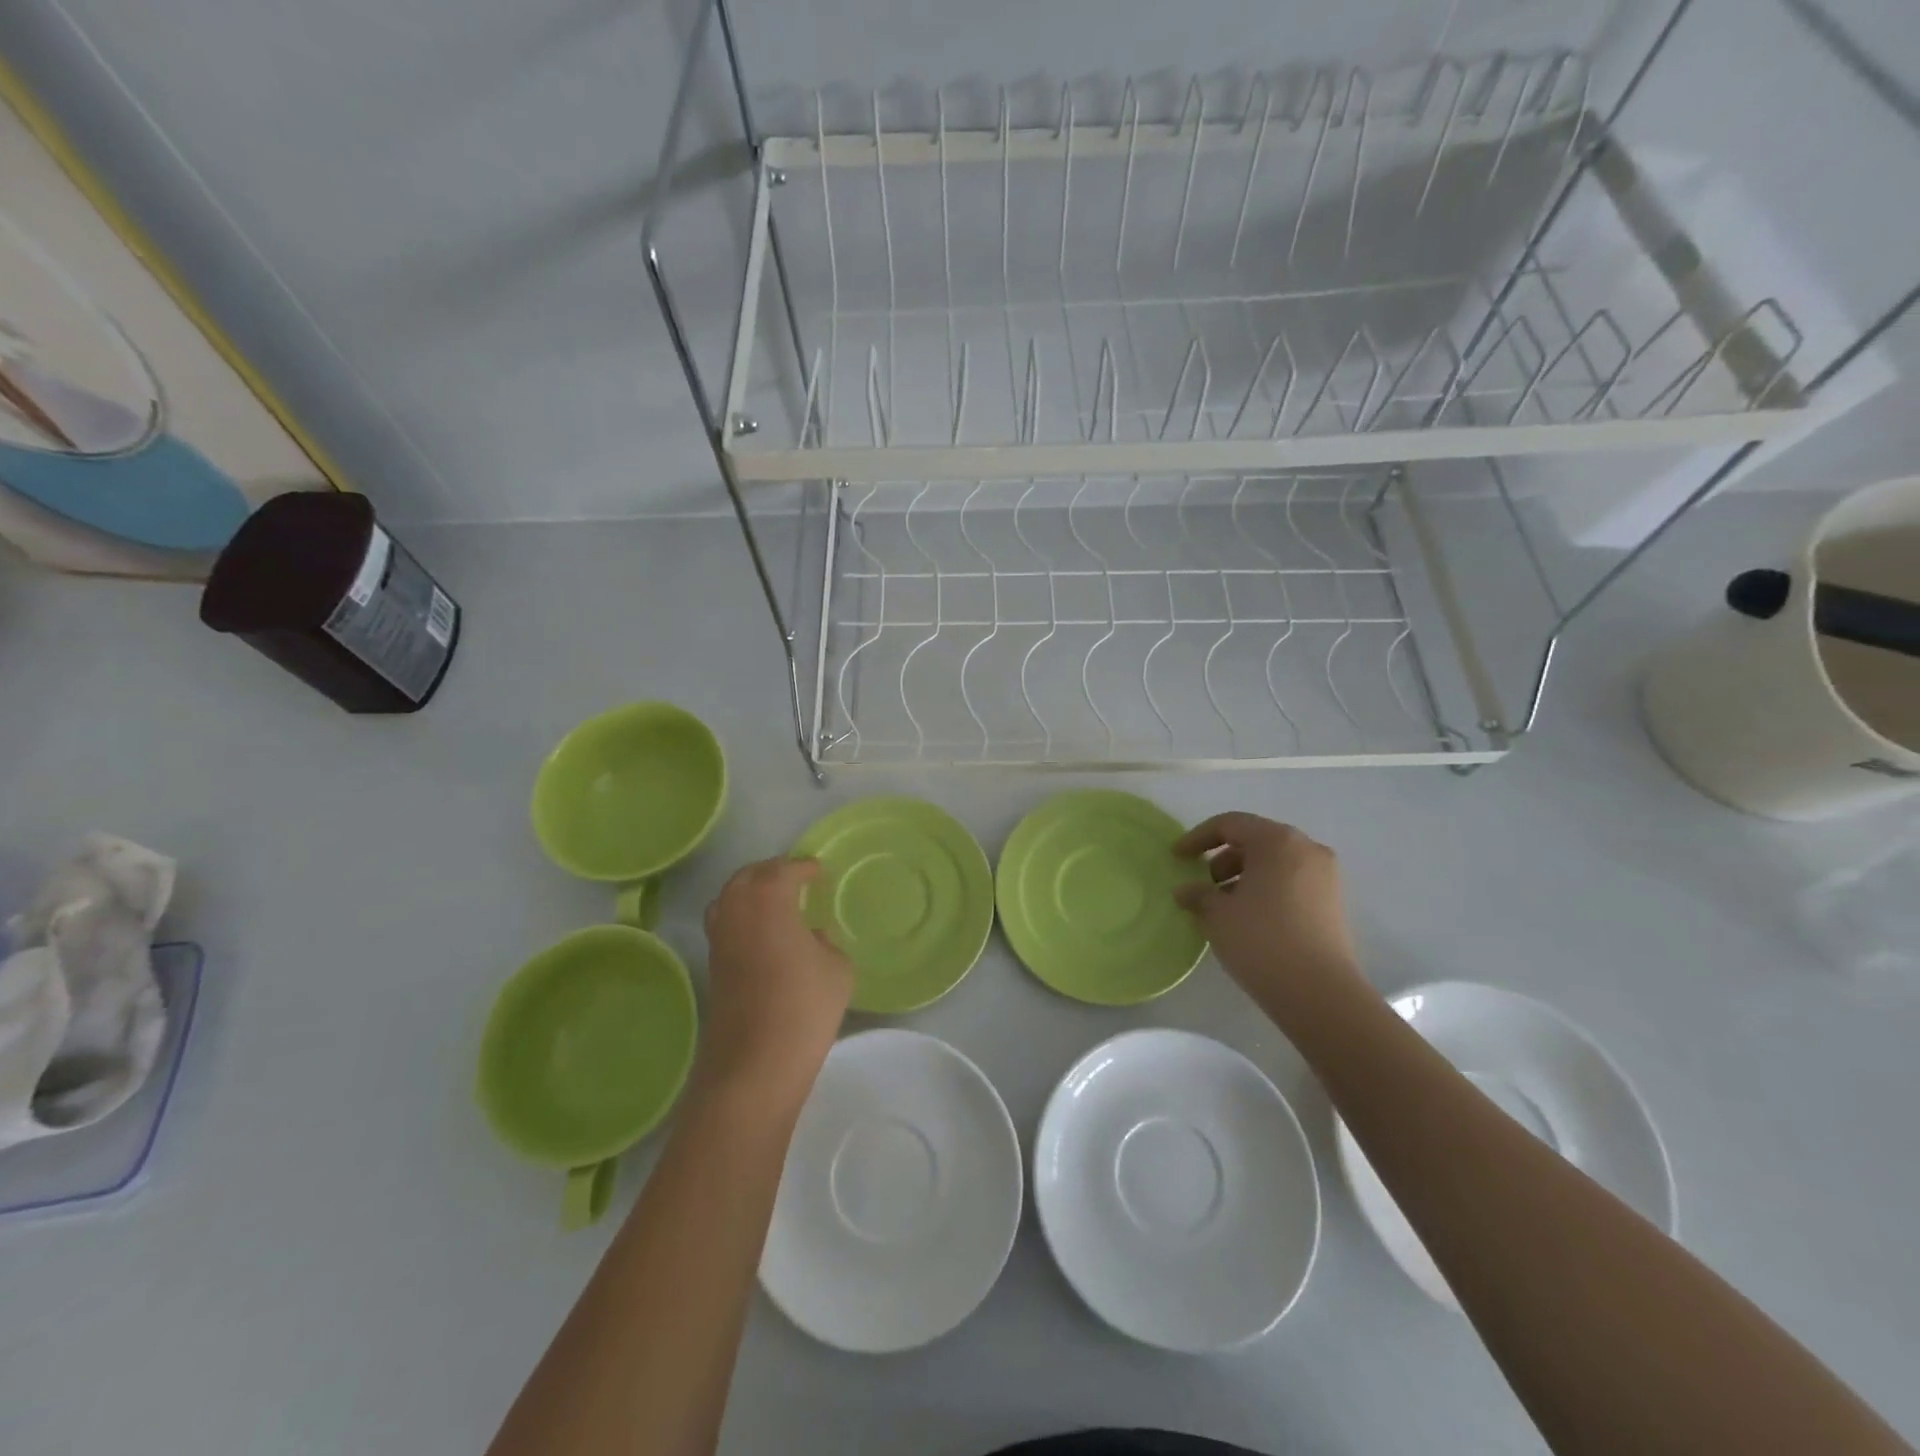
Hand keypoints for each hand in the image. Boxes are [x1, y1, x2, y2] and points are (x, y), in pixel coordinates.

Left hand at [699, 858, 852, 1107]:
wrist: (754, 1064)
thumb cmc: (804, 1007)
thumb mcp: (837, 969)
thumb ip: (827, 943)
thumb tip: (812, 938)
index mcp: (769, 900)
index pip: (784, 870)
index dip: (803, 867)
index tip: (818, 870)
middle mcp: (737, 911)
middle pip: (748, 876)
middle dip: (772, 872)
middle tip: (796, 878)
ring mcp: (720, 939)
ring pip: (729, 899)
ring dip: (751, 893)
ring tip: (777, 903)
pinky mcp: (712, 967)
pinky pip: (726, 925)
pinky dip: (743, 918)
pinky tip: (766, 936)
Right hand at [1175, 813, 1366, 1026]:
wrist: (1320, 993)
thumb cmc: (1261, 940)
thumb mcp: (1216, 914)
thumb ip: (1197, 894)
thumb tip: (1187, 891)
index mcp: (1277, 841)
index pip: (1229, 824)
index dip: (1197, 837)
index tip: (1177, 857)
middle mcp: (1306, 849)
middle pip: (1255, 841)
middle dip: (1223, 859)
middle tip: (1202, 885)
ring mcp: (1325, 877)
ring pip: (1274, 863)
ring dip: (1244, 877)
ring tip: (1222, 907)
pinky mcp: (1332, 904)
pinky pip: (1290, 883)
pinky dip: (1265, 890)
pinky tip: (1247, 919)